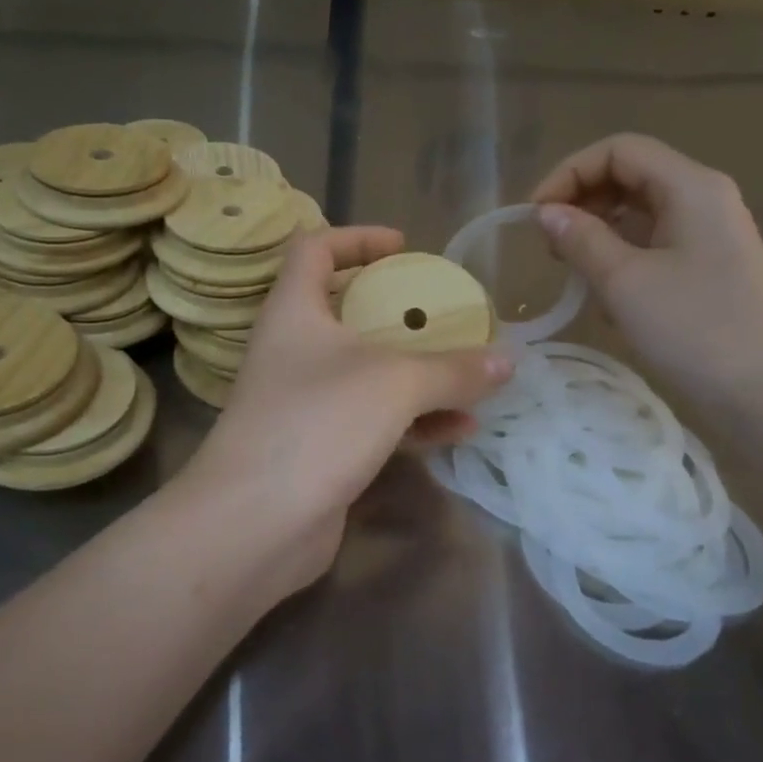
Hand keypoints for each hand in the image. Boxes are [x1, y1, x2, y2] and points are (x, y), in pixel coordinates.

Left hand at [179, 226, 512, 598]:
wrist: (255, 524)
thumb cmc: (317, 424)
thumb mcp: (395, 384)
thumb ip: (453, 369)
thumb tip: (507, 360)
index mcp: (295, 311)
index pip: (314, 249)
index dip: (357, 238)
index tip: (404, 248)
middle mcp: (294, 350)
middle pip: (346, 311)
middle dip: (399, 310)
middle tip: (444, 313)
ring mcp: (304, 402)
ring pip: (367, 371)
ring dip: (417, 372)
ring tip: (470, 376)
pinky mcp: (320, 447)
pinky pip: (374, 420)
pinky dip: (414, 420)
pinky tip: (460, 428)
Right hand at [530, 134, 762, 419]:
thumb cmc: (696, 330)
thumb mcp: (625, 282)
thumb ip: (580, 238)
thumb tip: (546, 212)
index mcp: (690, 186)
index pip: (618, 150)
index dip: (568, 172)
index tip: (534, 216)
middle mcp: (704, 199)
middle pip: (630, 177)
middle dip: (582, 202)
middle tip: (550, 247)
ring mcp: (710, 235)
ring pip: (640, 214)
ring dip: (599, 234)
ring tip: (574, 274)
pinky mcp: (710, 269)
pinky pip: (655, 246)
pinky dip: (623, 260)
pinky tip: (607, 299)